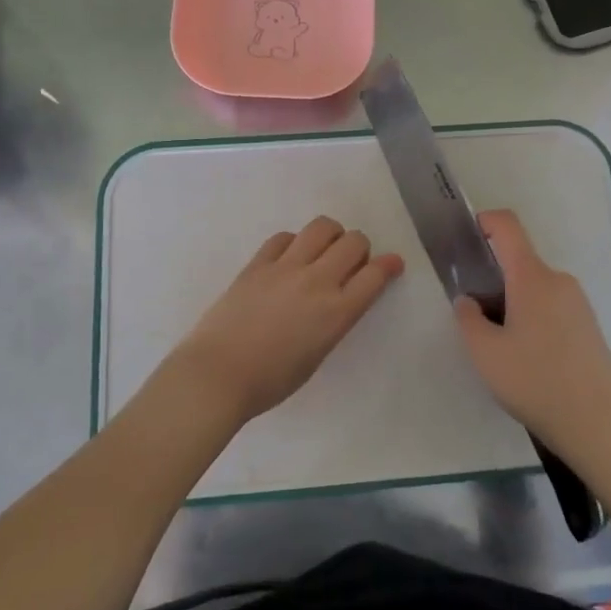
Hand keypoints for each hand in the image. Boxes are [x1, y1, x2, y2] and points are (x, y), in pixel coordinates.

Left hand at [169, 216, 404, 426]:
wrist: (218, 374)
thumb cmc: (271, 381)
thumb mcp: (317, 355)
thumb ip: (333, 322)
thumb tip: (335, 302)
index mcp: (337, 312)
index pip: (374, 275)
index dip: (388, 265)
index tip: (392, 263)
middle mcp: (317, 281)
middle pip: (353, 242)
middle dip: (359, 248)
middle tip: (351, 262)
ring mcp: (285, 267)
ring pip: (321, 227)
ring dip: (331, 235)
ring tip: (322, 250)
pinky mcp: (257, 263)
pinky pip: (283, 237)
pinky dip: (294, 242)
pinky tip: (289, 257)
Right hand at [454, 209, 610, 449]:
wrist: (596, 423)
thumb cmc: (533, 381)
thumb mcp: (484, 352)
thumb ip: (468, 318)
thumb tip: (469, 300)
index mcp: (532, 277)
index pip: (508, 227)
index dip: (484, 221)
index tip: (465, 239)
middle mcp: (558, 280)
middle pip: (519, 261)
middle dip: (493, 277)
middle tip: (475, 314)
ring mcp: (578, 302)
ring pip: (535, 286)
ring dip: (513, 300)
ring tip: (501, 343)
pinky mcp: (589, 325)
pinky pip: (552, 305)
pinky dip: (533, 316)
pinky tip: (528, 356)